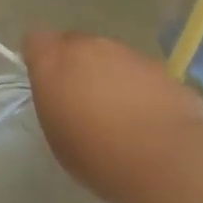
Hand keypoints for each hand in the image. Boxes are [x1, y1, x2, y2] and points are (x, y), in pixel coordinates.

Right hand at [23, 30, 202, 202]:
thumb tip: (63, 94)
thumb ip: (55, 102)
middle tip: (83, 102)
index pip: (36, 42)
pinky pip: (139, 72)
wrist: (167, 160)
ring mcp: (127, 53)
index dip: (40, 60)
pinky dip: (139, 87)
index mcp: (54, 60)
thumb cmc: (98, 155)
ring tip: (120, 115)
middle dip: (76, 66)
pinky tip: (148, 120)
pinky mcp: (160, 67)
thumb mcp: (57, 135)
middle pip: (74, 45)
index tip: (47, 85)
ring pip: (110, 57)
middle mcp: (88, 46)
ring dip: (109, 76)